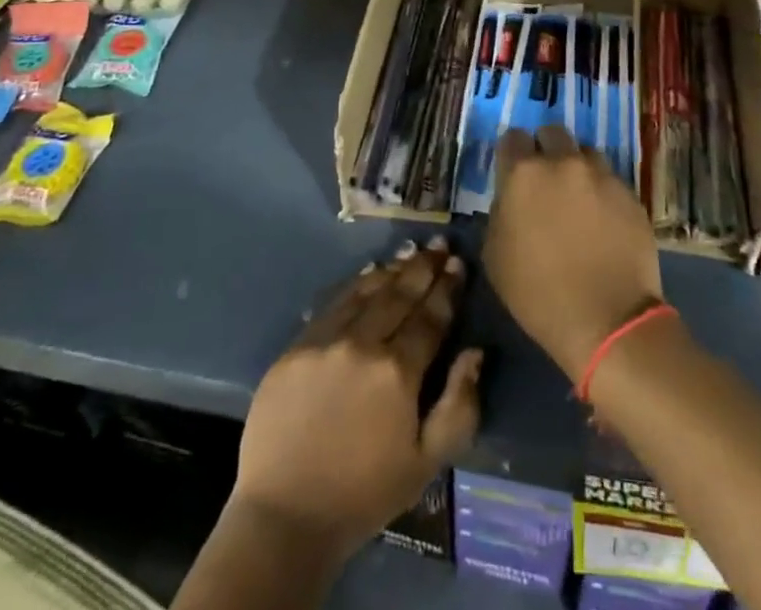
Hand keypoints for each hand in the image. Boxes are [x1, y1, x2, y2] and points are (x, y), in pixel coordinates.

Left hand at [233, 237, 482, 560]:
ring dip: (393, 270)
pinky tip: (369, 275)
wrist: (285, 516)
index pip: (430, 317)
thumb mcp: (426, 464)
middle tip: (439, 245)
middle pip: (400, 294)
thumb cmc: (364, 494)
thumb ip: (459, 406)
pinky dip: (356, 285)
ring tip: (410, 253)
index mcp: (398, 373)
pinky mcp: (297, 345)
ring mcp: (326, 340)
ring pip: (367, 291)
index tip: (458, 264)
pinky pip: (334, 304)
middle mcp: (363, 344)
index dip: (447, 288)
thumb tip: (475, 352)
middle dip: (423, 267)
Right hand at [483, 125, 664, 380]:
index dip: (512, 153)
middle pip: (552, 133)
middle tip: (546, 180)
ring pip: (585, 152)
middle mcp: (563, 162)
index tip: (513, 172)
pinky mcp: (630, 193)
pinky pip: (610, 179)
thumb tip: (510, 198)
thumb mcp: (495, 255)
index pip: (512, 138)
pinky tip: (602, 219)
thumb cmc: (539, 295)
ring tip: (577, 197)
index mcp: (524, 174)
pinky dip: (602, 191)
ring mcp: (601, 175)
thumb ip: (500, 212)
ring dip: (577, 167)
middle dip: (546, 149)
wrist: (608, 322)